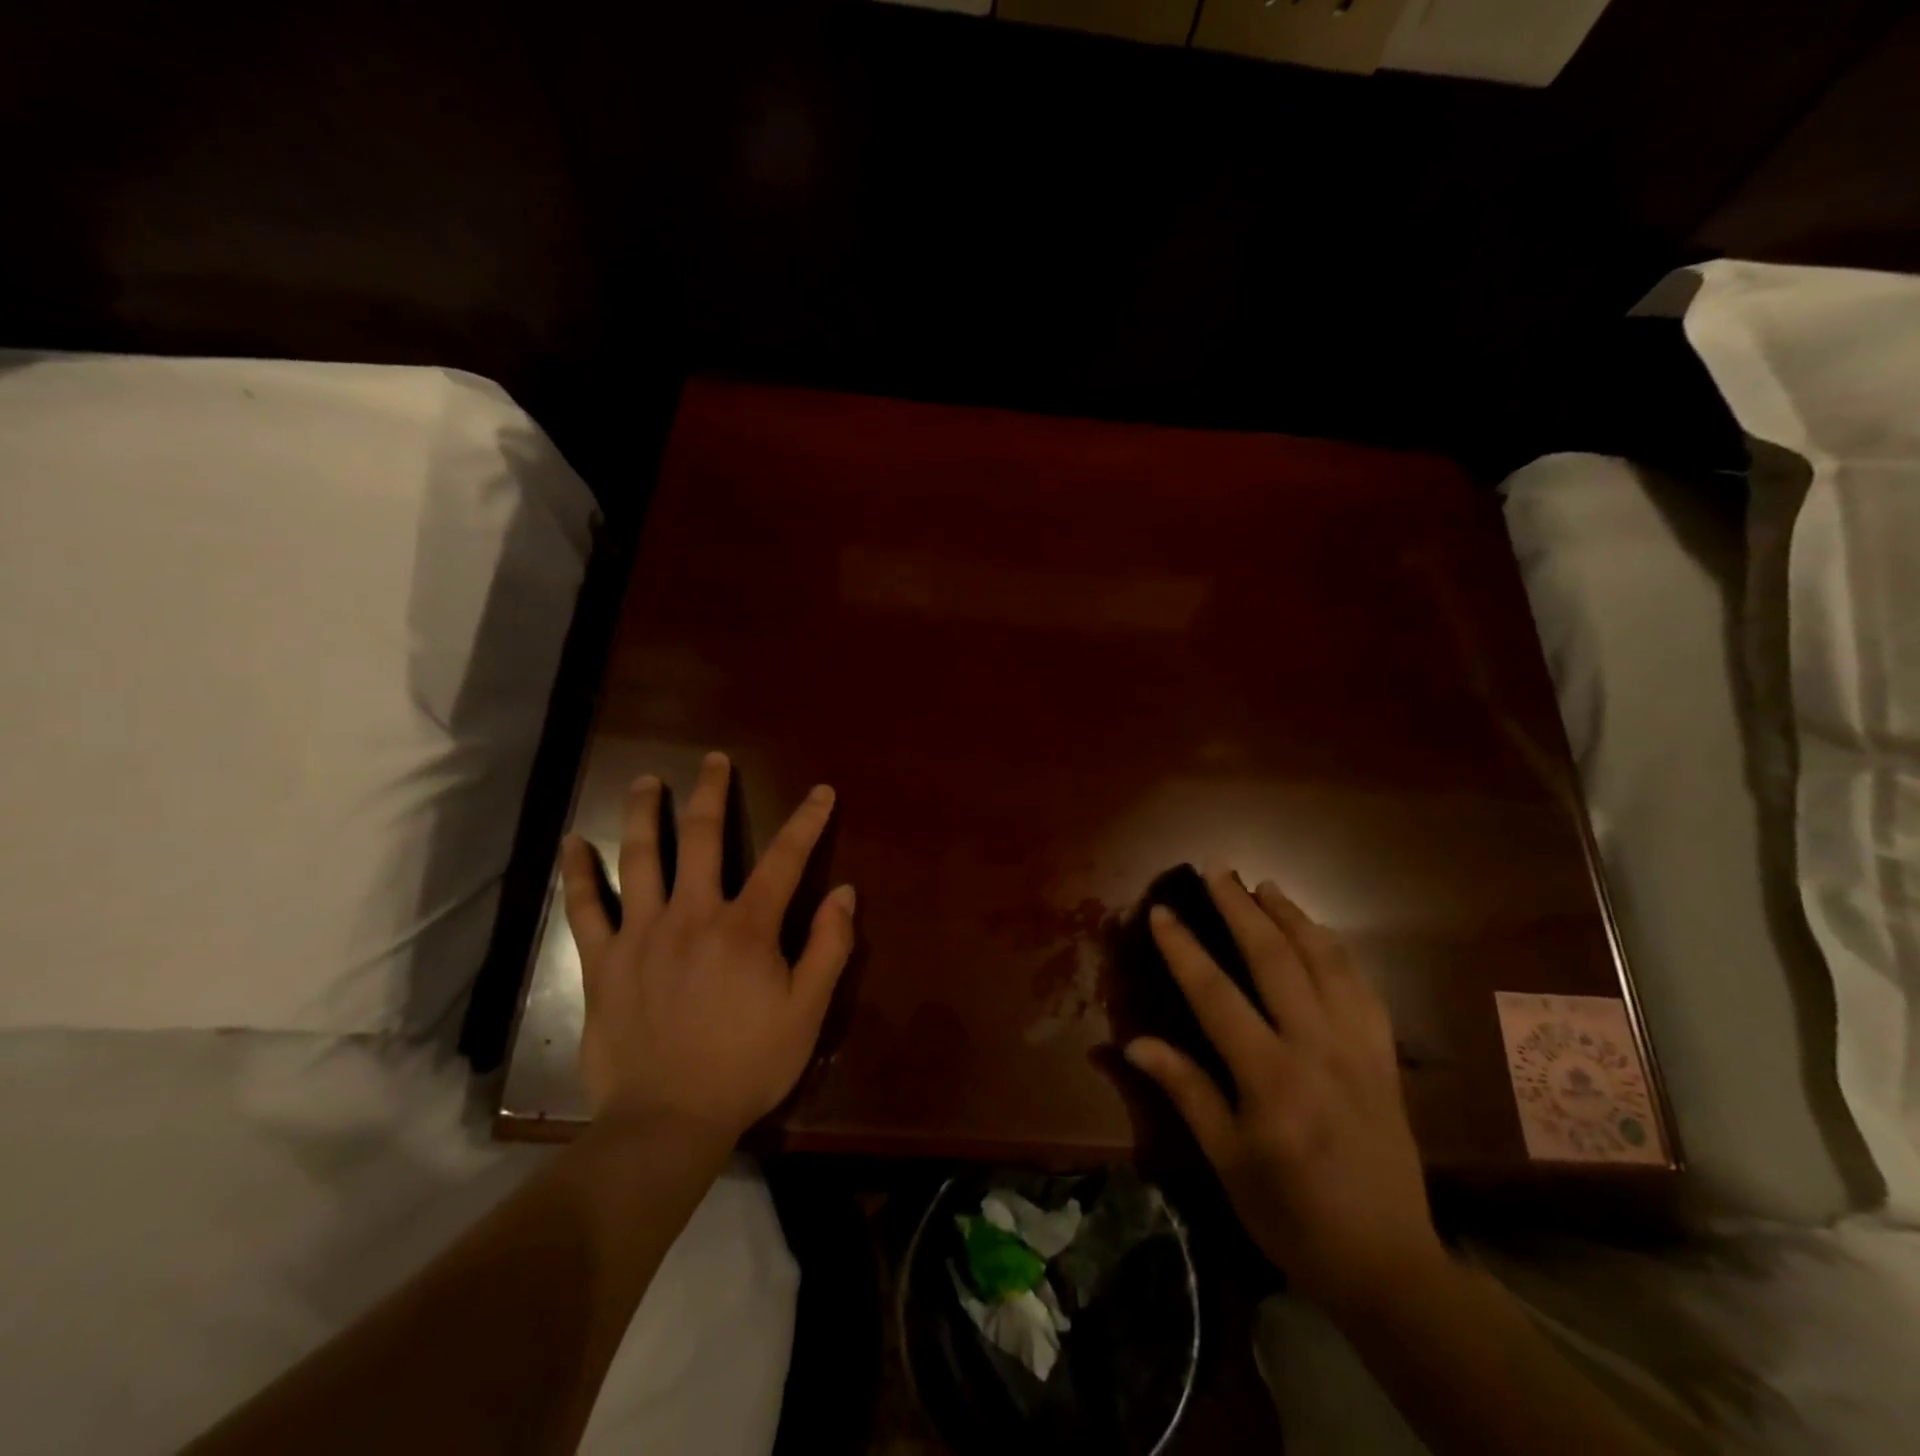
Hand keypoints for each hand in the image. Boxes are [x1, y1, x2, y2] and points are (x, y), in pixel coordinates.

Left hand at [559, 751, 855, 1141]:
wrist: (667, 1121)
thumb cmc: (747, 1065)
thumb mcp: (807, 1011)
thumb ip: (829, 946)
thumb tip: (843, 891)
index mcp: (747, 927)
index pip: (784, 859)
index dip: (807, 821)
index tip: (820, 792)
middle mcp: (693, 914)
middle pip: (702, 837)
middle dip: (711, 792)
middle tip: (713, 760)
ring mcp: (642, 933)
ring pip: (640, 858)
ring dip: (643, 813)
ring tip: (646, 781)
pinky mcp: (603, 960)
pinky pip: (586, 908)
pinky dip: (578, 873)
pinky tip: (572, 844)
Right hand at [1124, 869, 1446, 1313]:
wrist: (1388, 1263)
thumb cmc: (1292, 1215)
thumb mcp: (1226, 1160)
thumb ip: (1186, 1091)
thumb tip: (1134, 1042)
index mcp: (1270, 1079)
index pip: (1216, 994)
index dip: (1184, 948)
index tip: (1162, 911)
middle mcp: (1318, 1049)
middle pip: (1277, 960)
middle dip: (1242, 909)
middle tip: (1217, 871)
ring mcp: (1360, 1049)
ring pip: (1327, 962)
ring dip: (1293, 917)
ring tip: (1266, 886)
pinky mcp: (1386, 1058)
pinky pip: (1363, 987)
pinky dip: (1337, 950)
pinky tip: (1319, 935)